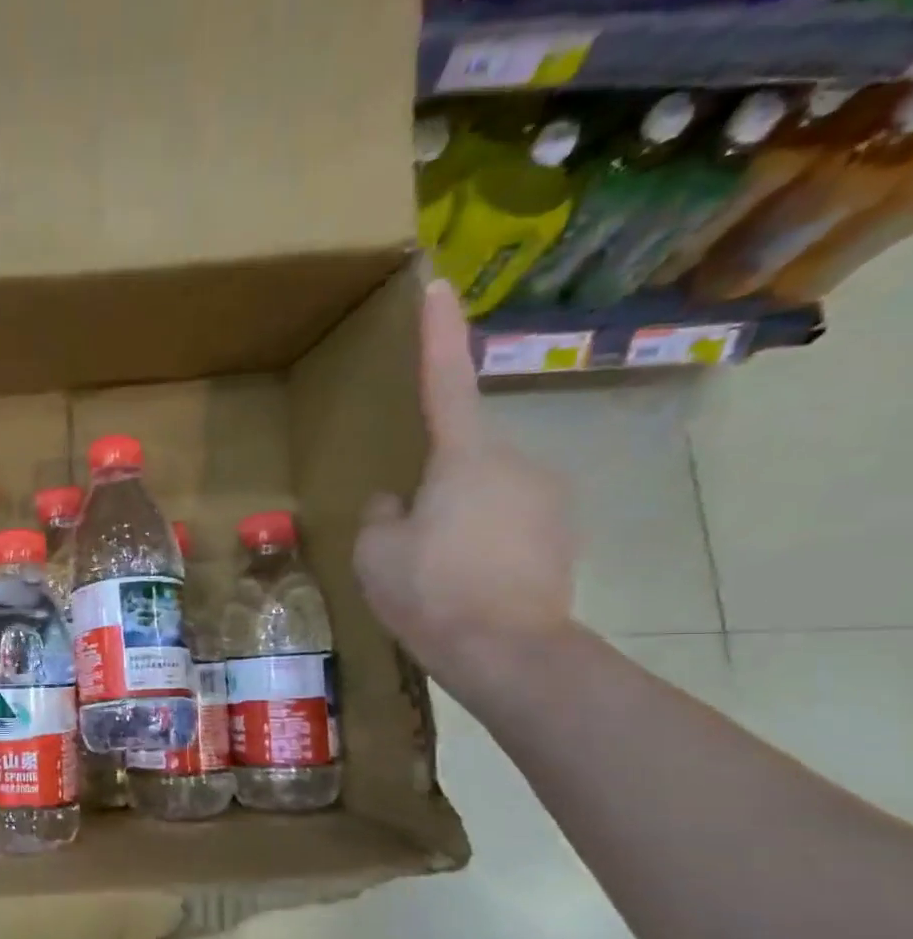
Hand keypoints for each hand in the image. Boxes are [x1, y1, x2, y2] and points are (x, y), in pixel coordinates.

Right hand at [353, 280, 576, 689]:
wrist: (508, 651)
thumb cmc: (430, 591)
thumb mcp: (375, 551)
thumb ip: (381, 512)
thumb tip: (398, 500)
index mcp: (465, 457)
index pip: (446, 383)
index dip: (438, 335)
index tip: (437, 286)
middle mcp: (517, 463)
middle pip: (460, 458)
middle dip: (432, 487)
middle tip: (406, 542)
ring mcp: (548, 499)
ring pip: (484, 494)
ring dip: (457, 519)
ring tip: (436, 572)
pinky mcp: (563, 534)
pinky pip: (508, 523)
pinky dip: (483, 543)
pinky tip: (467, 582)